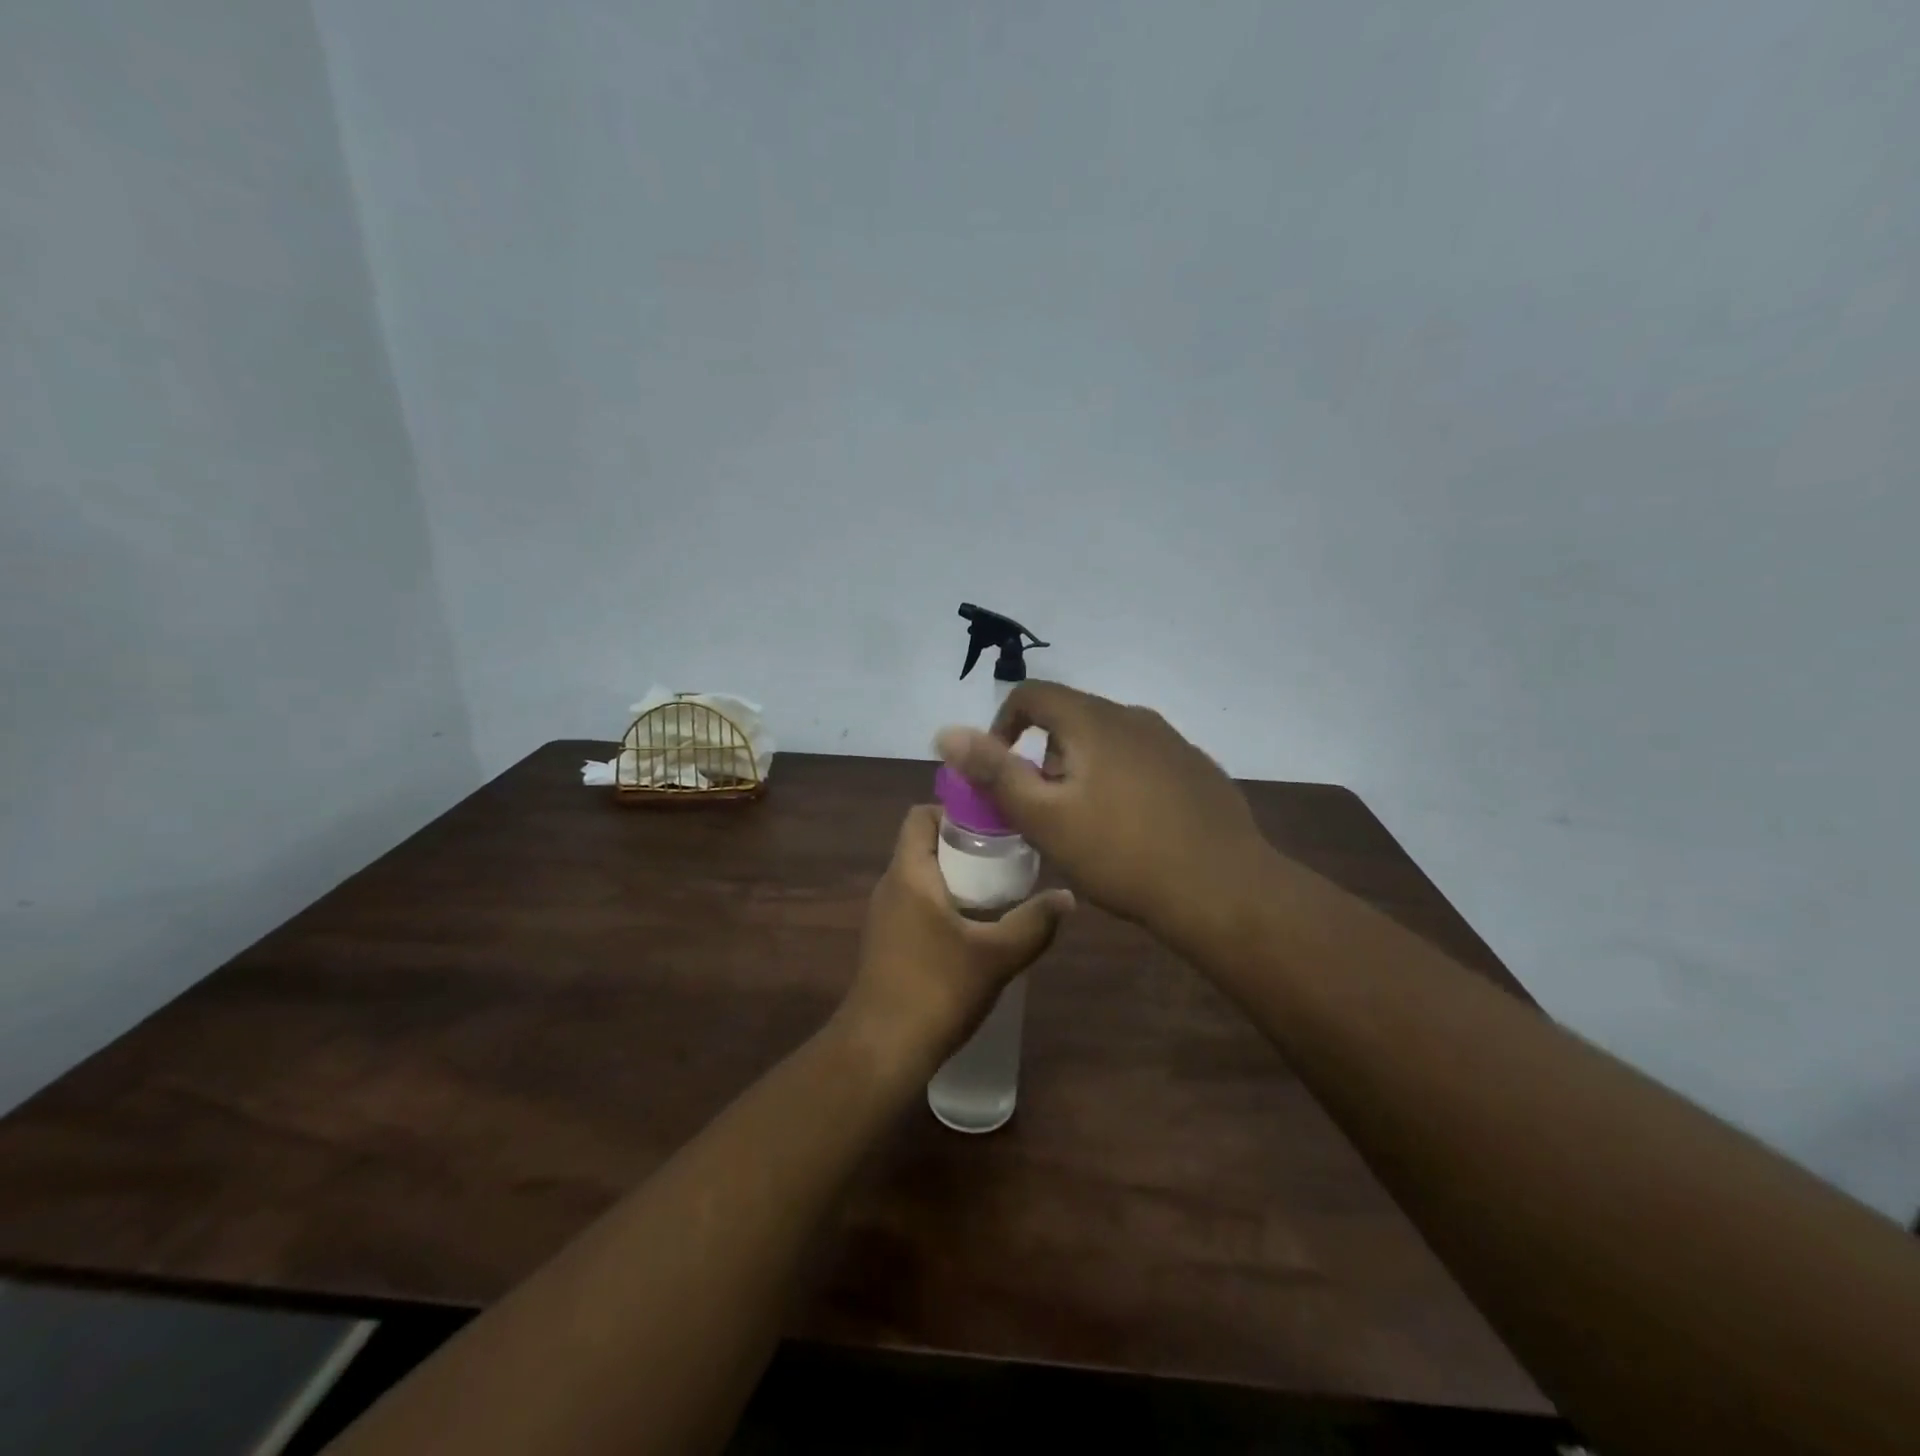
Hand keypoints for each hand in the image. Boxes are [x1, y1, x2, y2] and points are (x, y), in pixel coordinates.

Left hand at [843, 805, 1073, 1069]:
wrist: (881, 1050)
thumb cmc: (936, 989)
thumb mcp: (996, 955)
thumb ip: (1034, 922)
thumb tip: (1067, 897)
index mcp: (908, 874)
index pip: (921, 816)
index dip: (955, 810)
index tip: (993, 824)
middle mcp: (890, 886)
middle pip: (925, 845)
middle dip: (965, 847)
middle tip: (1008, 859)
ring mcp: (885, 917)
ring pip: (923, 878)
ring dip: (957, 879)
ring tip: (1000, 892)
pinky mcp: (887, 944)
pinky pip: (918, 906)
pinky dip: (946, 905)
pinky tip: (977, 931)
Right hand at [935, 682, 1271, 954]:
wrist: (1223, 890)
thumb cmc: (1122, 854)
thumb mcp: (1045, 818)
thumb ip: (994, 772)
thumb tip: (946, 732)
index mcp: (1094, 720)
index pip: (1032, 695)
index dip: (1003, 725)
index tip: (1001, 771)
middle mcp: (1135, 717)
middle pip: (1070, 719)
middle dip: (1045, 758)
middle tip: (1044, 811)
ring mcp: (1173, 742)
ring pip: (1108, 742)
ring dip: (1084, 771)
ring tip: (1087, 825)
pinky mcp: (1198, 769)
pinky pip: (1143, 761)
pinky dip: (1122, 781)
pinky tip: (1134, 829)